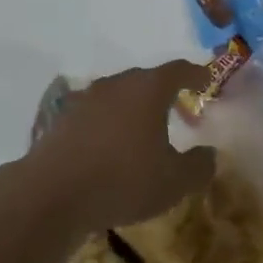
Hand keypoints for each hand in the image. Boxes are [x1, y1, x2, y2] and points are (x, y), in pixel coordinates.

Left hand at [19, 62, 216, 233]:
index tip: (207, 80)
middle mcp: (116, 84)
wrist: (53, 193)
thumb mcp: (174, 182)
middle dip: (165, 92)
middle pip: (146, 79)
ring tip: (146, 131)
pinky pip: (98, 113)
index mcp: (147, 89)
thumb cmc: (123, 180)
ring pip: (119, 95)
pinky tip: (113, 147)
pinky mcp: (64, 118)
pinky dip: (111, 123)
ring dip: (135, 108)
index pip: (178, 70)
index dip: (197, 74)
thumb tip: (210, 153)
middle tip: (180, 110)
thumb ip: (199, 166)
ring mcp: (86, 98)